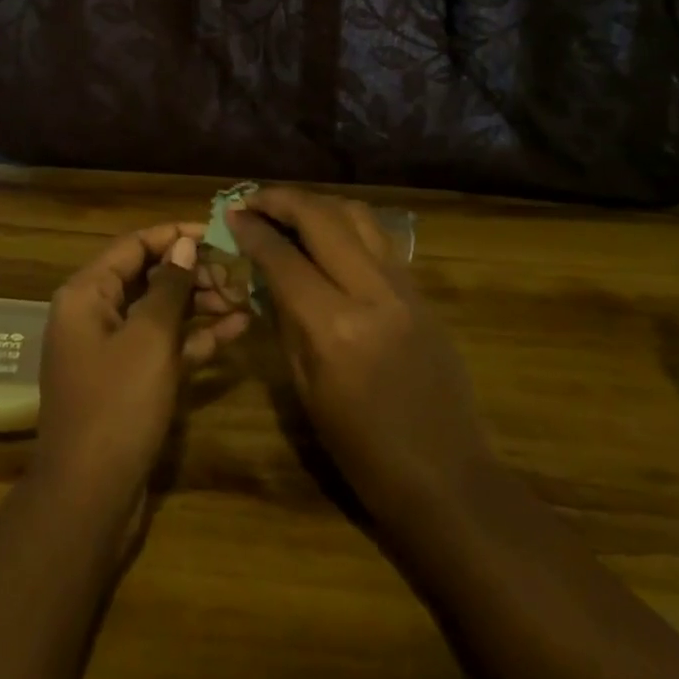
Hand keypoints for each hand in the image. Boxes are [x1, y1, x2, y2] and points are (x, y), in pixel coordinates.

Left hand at [32, 222, 248, 510]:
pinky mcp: (129, 380)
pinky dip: (195, 337)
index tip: (217, 233)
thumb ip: (169, 286)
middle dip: (192, 272)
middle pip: (148, 277)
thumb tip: (184, 244)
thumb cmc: (117, 404)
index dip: (174, 236)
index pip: (133, 246)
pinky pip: (163, 345)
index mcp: (86, 294)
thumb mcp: (149, 338)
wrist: (89, 497)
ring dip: (199, 303)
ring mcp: (111, 349)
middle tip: (236, 274)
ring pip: (160, 311)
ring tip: (243, 298)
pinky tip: (237, 329)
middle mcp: (94, 314)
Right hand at [229, 189, 492, 536]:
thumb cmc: (362, 450)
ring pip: (356, 214)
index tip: (231, 214)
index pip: (283, 258)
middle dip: (281, 200)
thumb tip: (266, 272)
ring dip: (317, 203)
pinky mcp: (422, 291)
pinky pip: (379, 237)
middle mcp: (371, 293)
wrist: (447, 478)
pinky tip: (328, 233)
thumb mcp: (306, 389)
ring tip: (289, 210)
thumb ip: (286, 319)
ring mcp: (403, 287)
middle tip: (252, 200)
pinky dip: (346, 222)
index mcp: (334, 327)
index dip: (252, 230)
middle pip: (321, 217)